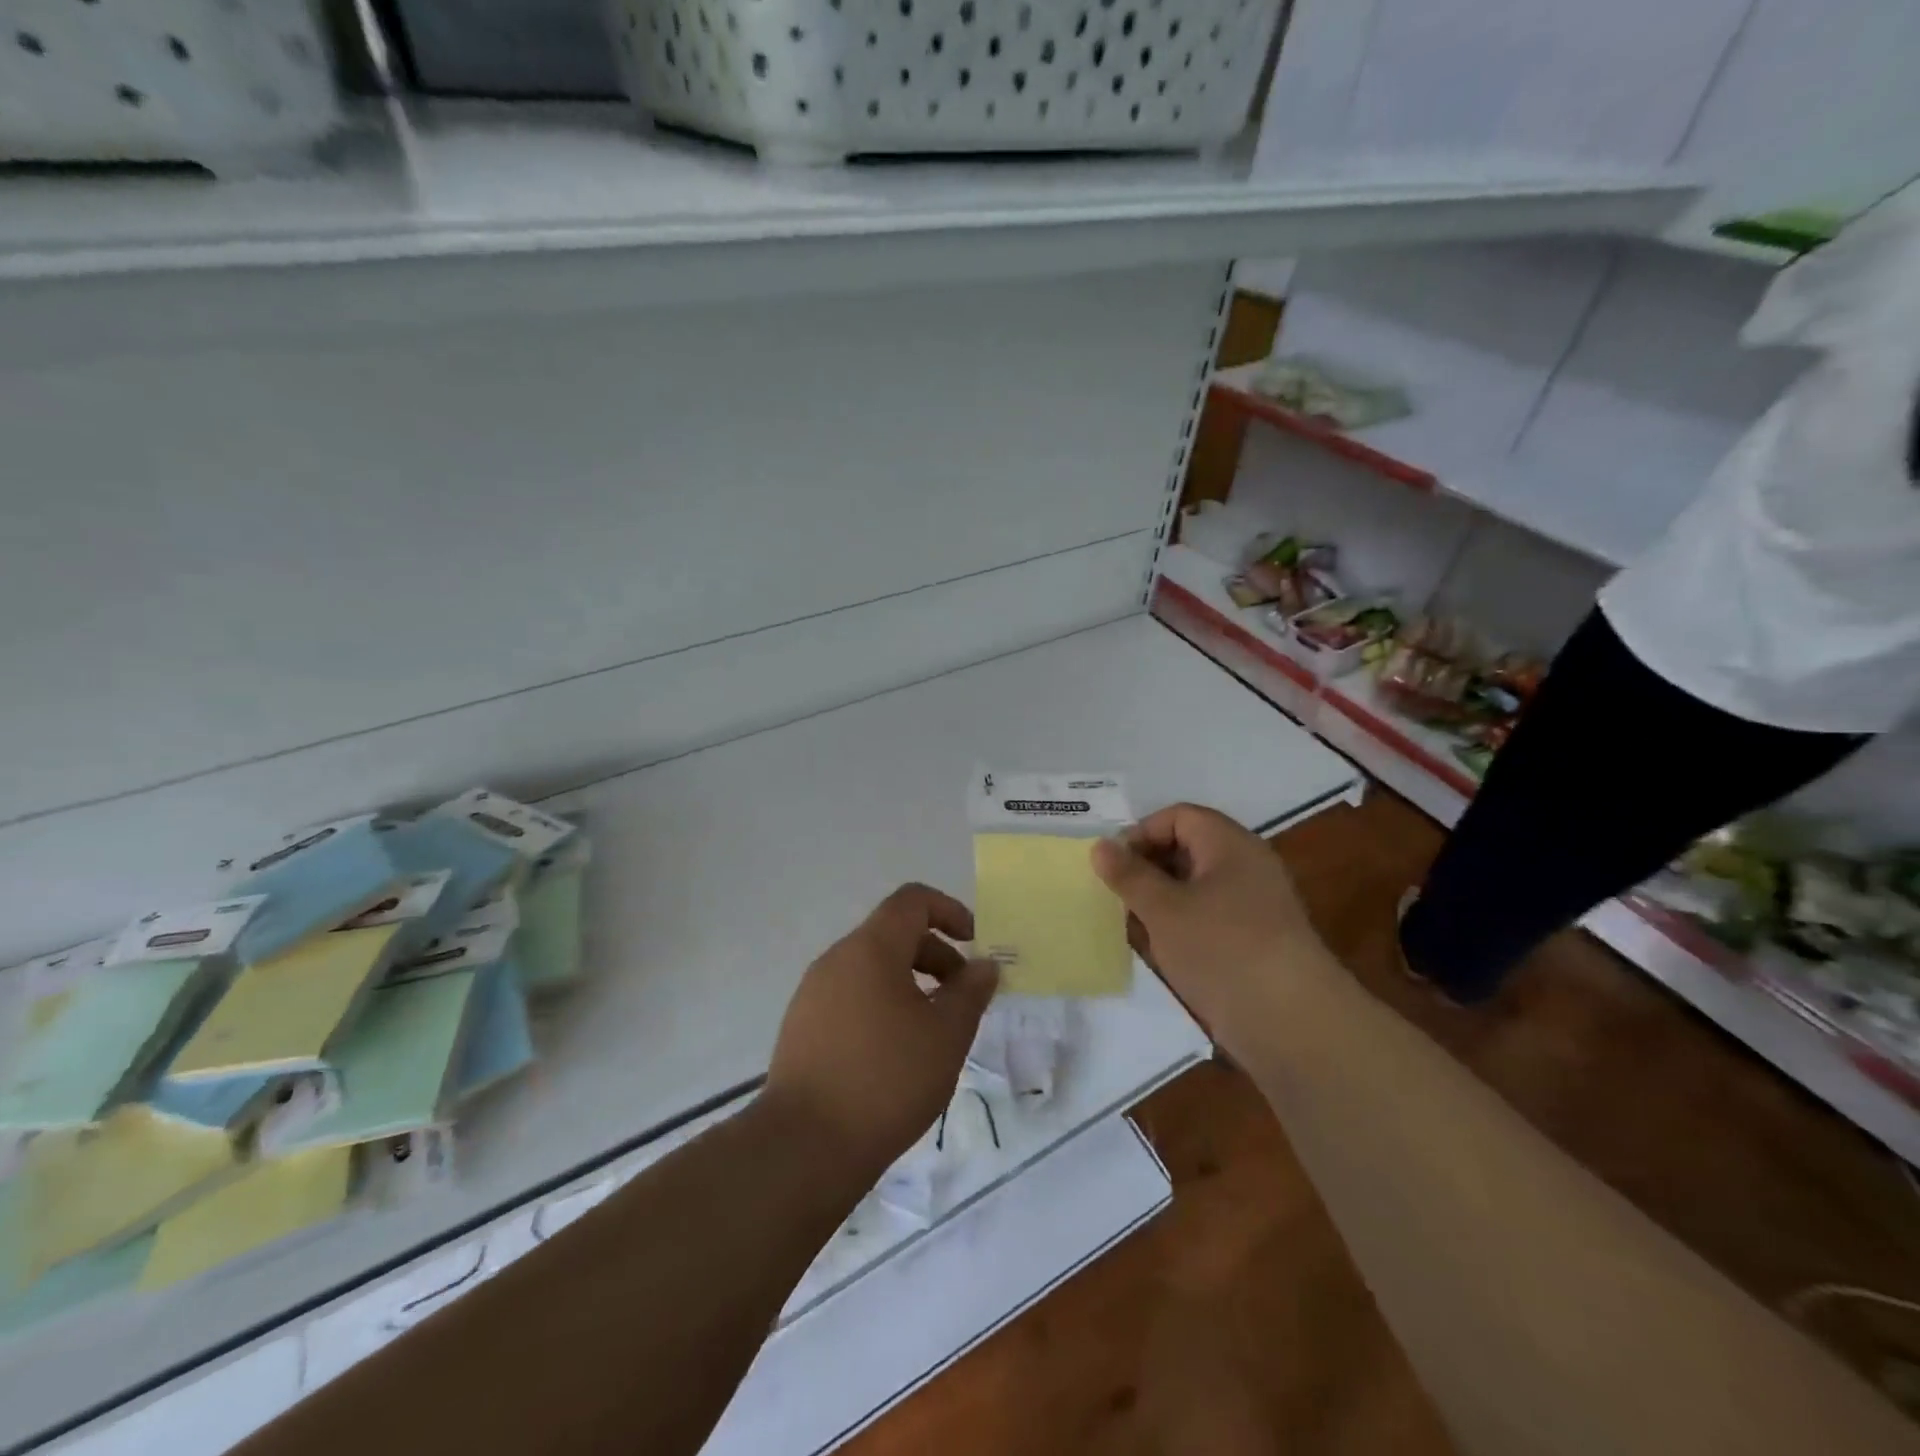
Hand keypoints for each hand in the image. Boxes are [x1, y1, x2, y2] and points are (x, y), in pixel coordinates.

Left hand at [764, 884, 998, 1179]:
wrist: (804, 1146)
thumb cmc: (886, 1079)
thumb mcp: (946, 1035)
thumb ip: (971, 992)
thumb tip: (984, 965)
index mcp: (870, 948)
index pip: (911, 900)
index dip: (949, 910)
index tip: (973, 942)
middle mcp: (836, 959)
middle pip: (893, 935)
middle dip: (936, 955)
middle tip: (962, 998)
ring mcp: (813, 993)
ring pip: (872, 969)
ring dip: (910, 984)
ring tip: (932, 1031)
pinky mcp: (801, 1027)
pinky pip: (851, 997)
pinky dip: (882, 1005)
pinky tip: (895, 1054)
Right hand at [1090, 804, 1330, 1051]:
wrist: (1291, 1023)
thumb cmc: (1221, 948)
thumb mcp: (1164, 908)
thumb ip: (1129, 875)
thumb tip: (1101, 846)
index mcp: (1230, 845)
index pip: (1179, 817)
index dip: (1141, 833)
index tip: (1112, 865)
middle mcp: (1245, 867)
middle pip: (1187, 849)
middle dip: (1147, 869)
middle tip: (1115, 896)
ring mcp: (1252, 907)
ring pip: (1194, 888)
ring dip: (1160, 902)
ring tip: (1131, 926)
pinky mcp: (1253, 943)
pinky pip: (1207, 919)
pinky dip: (1180, 928)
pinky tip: (1159, 952)